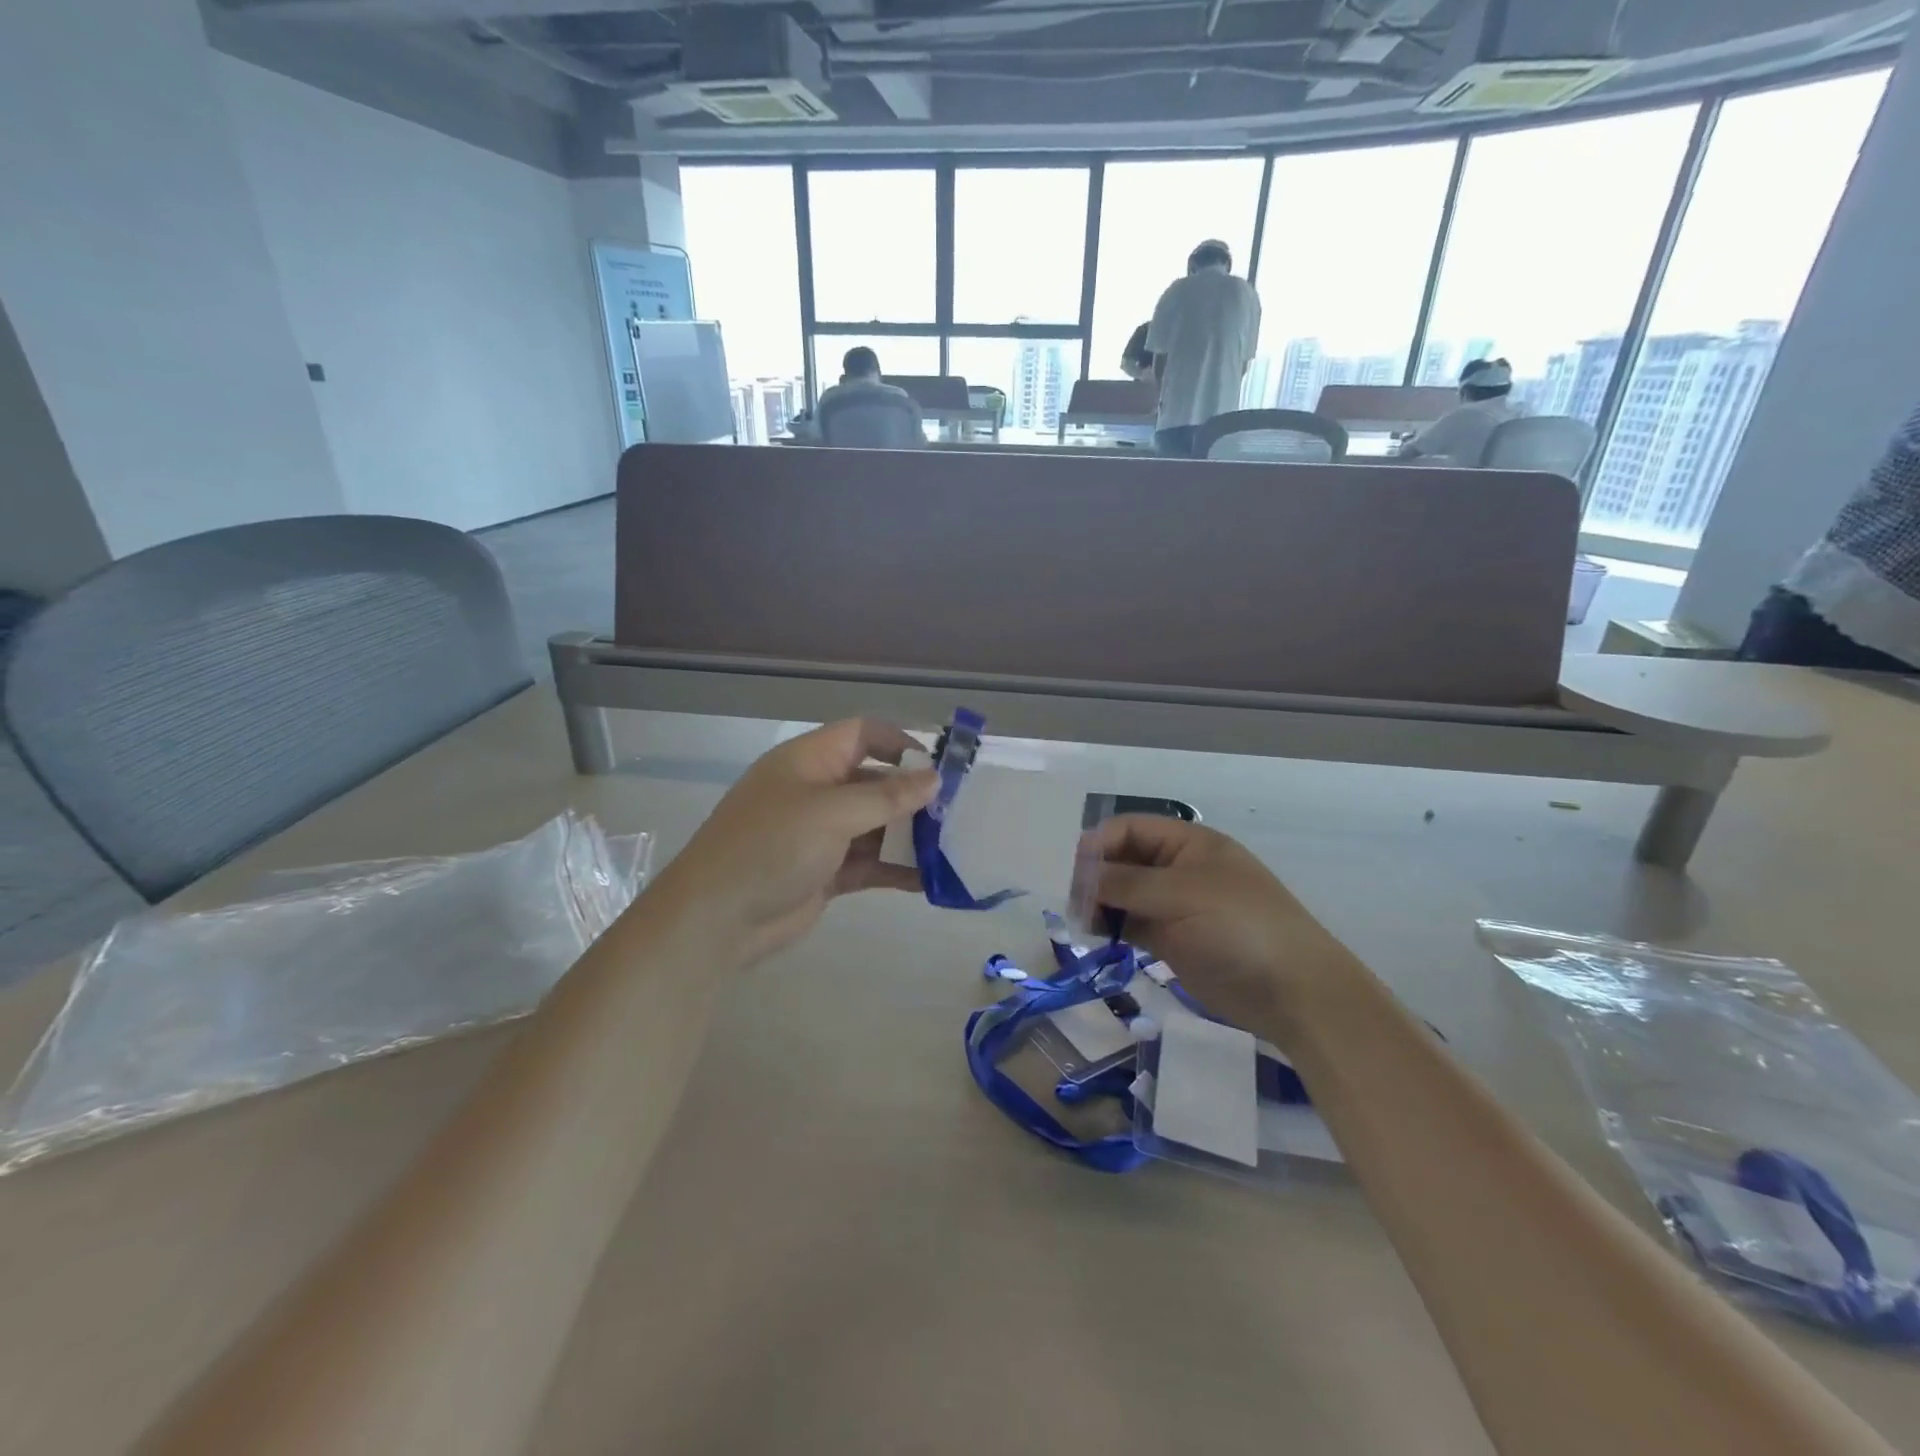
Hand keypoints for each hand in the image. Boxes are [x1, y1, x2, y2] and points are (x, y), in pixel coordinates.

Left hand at [647, 719, 936, 968]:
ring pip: (876, 826)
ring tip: (953, 847)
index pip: (862, 734)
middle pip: (874, 782)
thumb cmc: (771, 847)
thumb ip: (886, 797)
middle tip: (957, 813)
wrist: (716, 920)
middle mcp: (816, 792)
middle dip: (913, 796)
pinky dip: (896, 868)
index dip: (900, 743)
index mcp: (809, 761)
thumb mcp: (831, 813)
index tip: (938, 768)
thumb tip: (934, 780)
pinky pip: (869, 863)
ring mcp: (820, 834)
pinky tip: (930, 879)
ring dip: (910, 836)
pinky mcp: (825, 872)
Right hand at [1093, 816, 1361, 1043]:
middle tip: (1071, 900)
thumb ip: (1127, 883)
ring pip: (1124, 893)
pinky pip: (1132, 923)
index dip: (1100, 844)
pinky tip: (1094, 934)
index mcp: (1188, 844)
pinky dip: (1111, 925)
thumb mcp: (1182, 895)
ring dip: (1099, 901)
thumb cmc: (1240, 928)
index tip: (1072, 870)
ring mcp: (1175, 905)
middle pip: (1124, 860)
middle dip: (1095, 874)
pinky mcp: (1172, 940)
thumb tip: (1081, 875)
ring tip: (1079, 920)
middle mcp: (1178, 869)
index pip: (1131, 829)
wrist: (1294, 993)